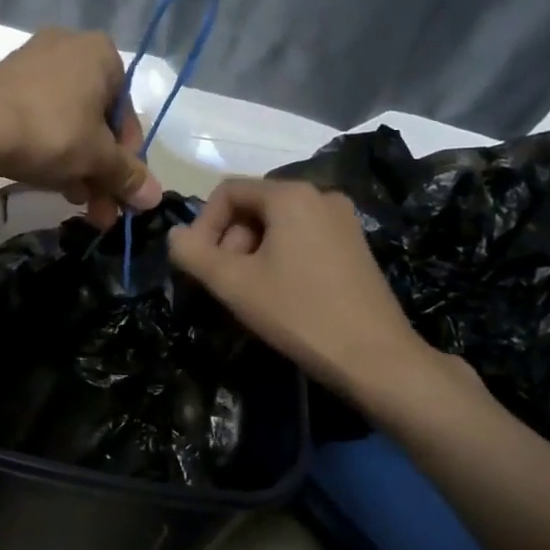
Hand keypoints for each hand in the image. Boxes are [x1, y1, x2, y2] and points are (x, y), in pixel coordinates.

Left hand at [0, 29, 162, 226]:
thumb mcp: (97, 158)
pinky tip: (48, 181)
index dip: (128, 160)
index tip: (122, 192)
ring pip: (68, 123)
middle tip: (100, 210)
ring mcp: (33, 63)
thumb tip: (154, 197)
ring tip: (76, 203)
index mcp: (102, 54)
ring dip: (78, 166)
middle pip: (97, 121)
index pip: (128, 114)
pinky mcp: (5, 83)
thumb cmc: (52, 131)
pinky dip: (49, 148)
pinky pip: (39, 117)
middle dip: (101, 170)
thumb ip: (128, 175)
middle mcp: (70, 48)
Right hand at [166, 178, 447, 407]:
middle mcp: (321, 195)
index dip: (203, 224)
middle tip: (225, 282)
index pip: (228, 191)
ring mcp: (343, 220)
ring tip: (250, 292)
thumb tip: (175, 235)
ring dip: (252, 252)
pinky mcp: (355, 245)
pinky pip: (302, 238)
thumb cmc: (298, 313)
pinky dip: (280, 257)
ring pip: (277, 224)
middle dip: (229, 240)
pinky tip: (280, 294)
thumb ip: (193, 253)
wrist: (375, 357)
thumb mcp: (233, 283)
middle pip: (254, 206)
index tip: (199, 264)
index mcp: (291, 195)